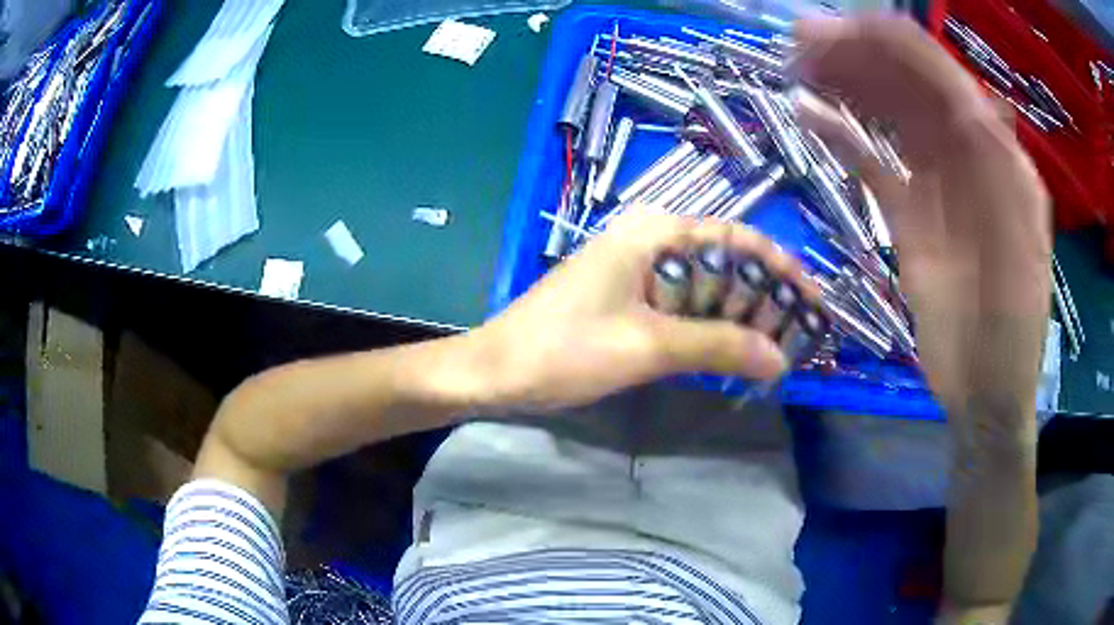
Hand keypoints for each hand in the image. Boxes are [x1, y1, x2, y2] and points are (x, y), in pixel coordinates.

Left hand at [465, 211, 816, 412]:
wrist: (496, 370)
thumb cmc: (563, 350)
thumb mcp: (647, 346)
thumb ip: (718, 346)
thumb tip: (781, 359)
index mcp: (654, 233)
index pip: (736, 238)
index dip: (781, 267)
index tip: (813, 299)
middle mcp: (650, 242)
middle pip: (725, 262)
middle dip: (764, 297)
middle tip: (796, 337)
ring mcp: (638, 272)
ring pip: (706, 288)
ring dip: (740, 317)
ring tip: (774, 349)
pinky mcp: (629, 300)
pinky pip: (683, 308)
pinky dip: (711, 329)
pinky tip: (733, 352)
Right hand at [792, 17, 1047, 612]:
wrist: (984, 391)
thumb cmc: (1012, 334)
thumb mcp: (1020, 257)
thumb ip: (1002, 179)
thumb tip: (971, 106)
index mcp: (999, 159)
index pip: (944, 79)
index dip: (894, 48)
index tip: (838, 30)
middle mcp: (967, 156)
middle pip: (910, 87)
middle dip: (860, 57)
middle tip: (801, 44)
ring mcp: (935, 182)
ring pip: (888, 116)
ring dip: (847, 87)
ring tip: (799, 68)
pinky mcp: (910, 213)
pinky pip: (873, 163)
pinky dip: (842, 139)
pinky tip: (809, 118)